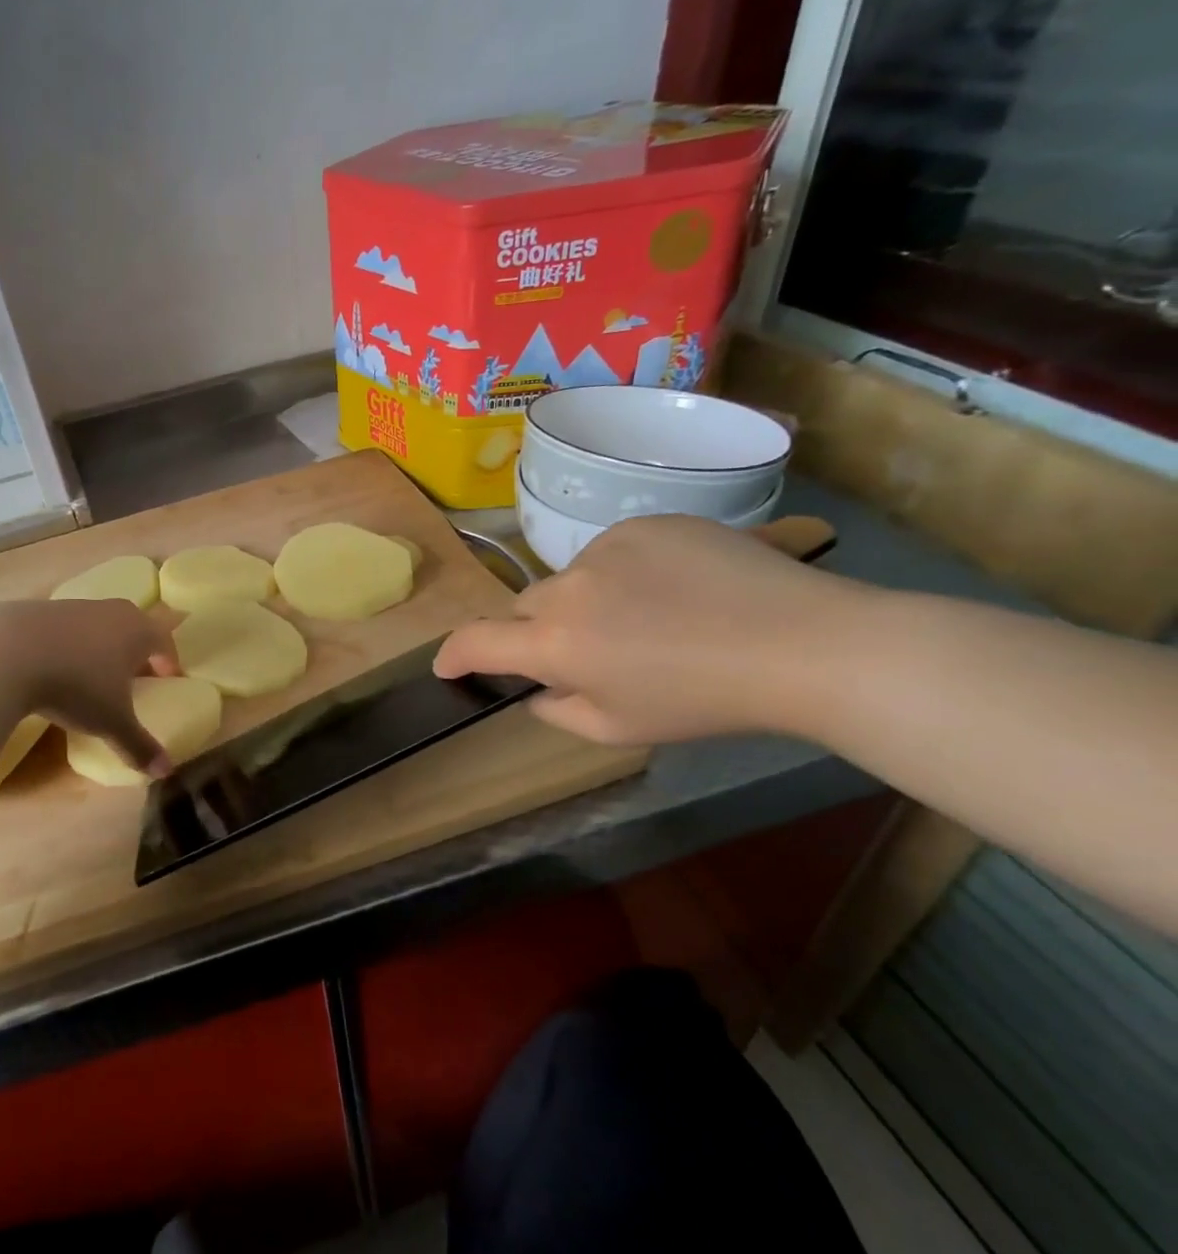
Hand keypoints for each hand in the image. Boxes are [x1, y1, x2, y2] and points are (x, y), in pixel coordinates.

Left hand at [0, 599, 180, 774]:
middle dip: (137, 647)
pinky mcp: (38, 609)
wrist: (7, 652)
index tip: (168, 677)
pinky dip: (68, 644)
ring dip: (101, 644)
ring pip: (98, 623)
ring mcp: (72, 606)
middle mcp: (110, 611)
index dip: (168, 660)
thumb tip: (166, 772)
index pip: (163, 639)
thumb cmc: (76, 685)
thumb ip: (139, 745)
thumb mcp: (111, 721)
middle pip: (133, 624)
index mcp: (137, 630)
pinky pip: (65, 627)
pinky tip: (54, 666)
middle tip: (135, 671)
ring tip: (93, 671)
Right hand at [434, 515, 867, 744]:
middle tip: (584, 654)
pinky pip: (610, 551)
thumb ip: (556, 710)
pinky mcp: (646, 523)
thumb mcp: (618, 730)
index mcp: (556, 644)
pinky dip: (622, 573)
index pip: (475, 641)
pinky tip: (672, 590)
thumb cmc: (704, 702)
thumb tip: (538, 687)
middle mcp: (568, 588)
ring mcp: (606, 547)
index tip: (449, 665)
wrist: (805, 644)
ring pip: (569, 579)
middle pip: (524, 608)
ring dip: (583, 601)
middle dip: (536, 632)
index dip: (453, 654)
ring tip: (644, 620)